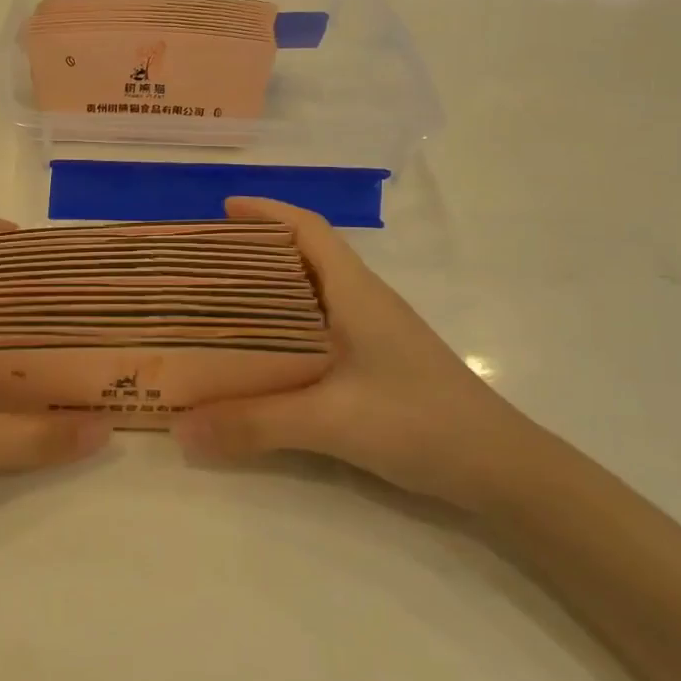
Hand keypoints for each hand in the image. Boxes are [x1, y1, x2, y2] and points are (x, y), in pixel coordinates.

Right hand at [174, 197, 552, 511]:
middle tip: (202, 266)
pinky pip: (316, 331)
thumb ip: (254, 423)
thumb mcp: (330, 420)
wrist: (501, 469)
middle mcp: (363, 303)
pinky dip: (282, 330)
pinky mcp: (375, 365)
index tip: (222, 210)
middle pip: (303, 258)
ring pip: (310, 296)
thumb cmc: (420, 422)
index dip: (267, 213)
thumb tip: (179, 428)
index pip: (309, 230)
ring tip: (217, 307)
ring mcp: (372, 335)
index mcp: (355, 292)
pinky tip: (260, 357)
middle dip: (253, 252)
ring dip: (267, 292)